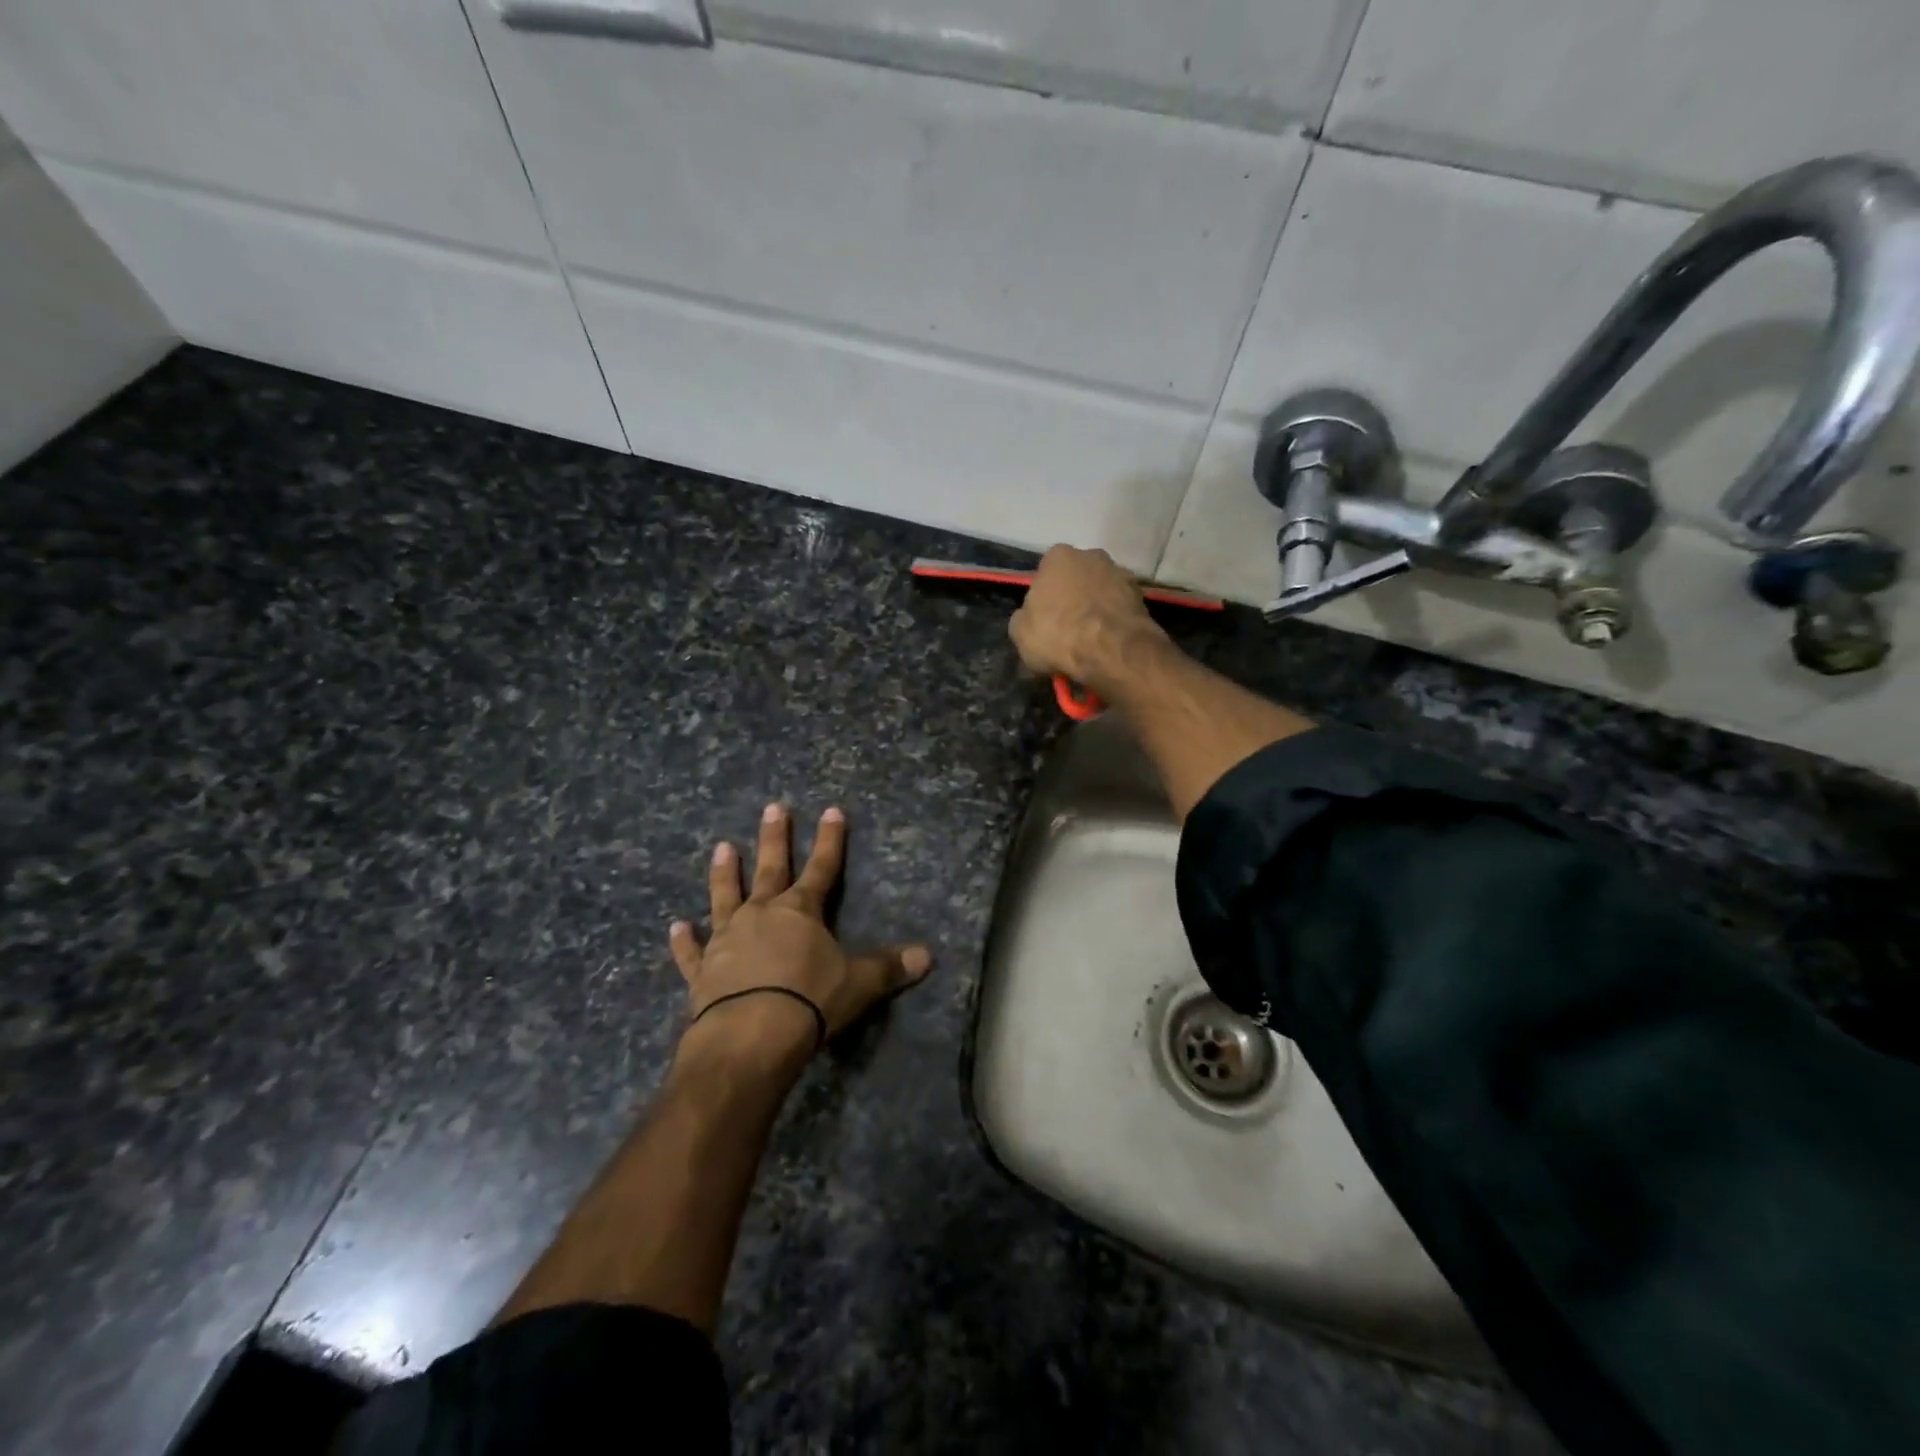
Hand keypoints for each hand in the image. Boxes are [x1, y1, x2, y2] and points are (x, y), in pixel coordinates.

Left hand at [669, 803, 932, 1064]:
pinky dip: (684, 940)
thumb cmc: (810, 1001)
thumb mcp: (859, 983)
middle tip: (773, 807)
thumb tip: (929, 956)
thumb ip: (890, 967)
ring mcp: (727, 939)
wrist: (751, 1036)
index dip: (830, 840)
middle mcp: (761, 914)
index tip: (831, 810)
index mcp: (800, 911)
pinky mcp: (702, 970)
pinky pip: (691, 951)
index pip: (822, 867)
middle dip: (774, 837)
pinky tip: (676, 926)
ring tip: (722, 846)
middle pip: (770, 868)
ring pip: (724, 896)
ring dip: (724, 872)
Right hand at [1009, 545, 1166, 691]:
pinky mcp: (1142, 595)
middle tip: (1067, 628)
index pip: (1045, 574)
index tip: (1044, 620)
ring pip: (1101, 591)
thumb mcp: (1020, 633)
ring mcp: (1120, 573)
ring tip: (1091, 639)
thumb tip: (1029, 618)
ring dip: (1096, 608)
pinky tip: (1109, 641)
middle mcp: (1092, 555)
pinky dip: (1114, 620)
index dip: (1044, 598)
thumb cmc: (1059, 634)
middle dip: (1072, 597)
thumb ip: (1023, 618)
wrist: (1112, 650)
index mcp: (1058, 556)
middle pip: (1076, 578)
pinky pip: (1120, 608)